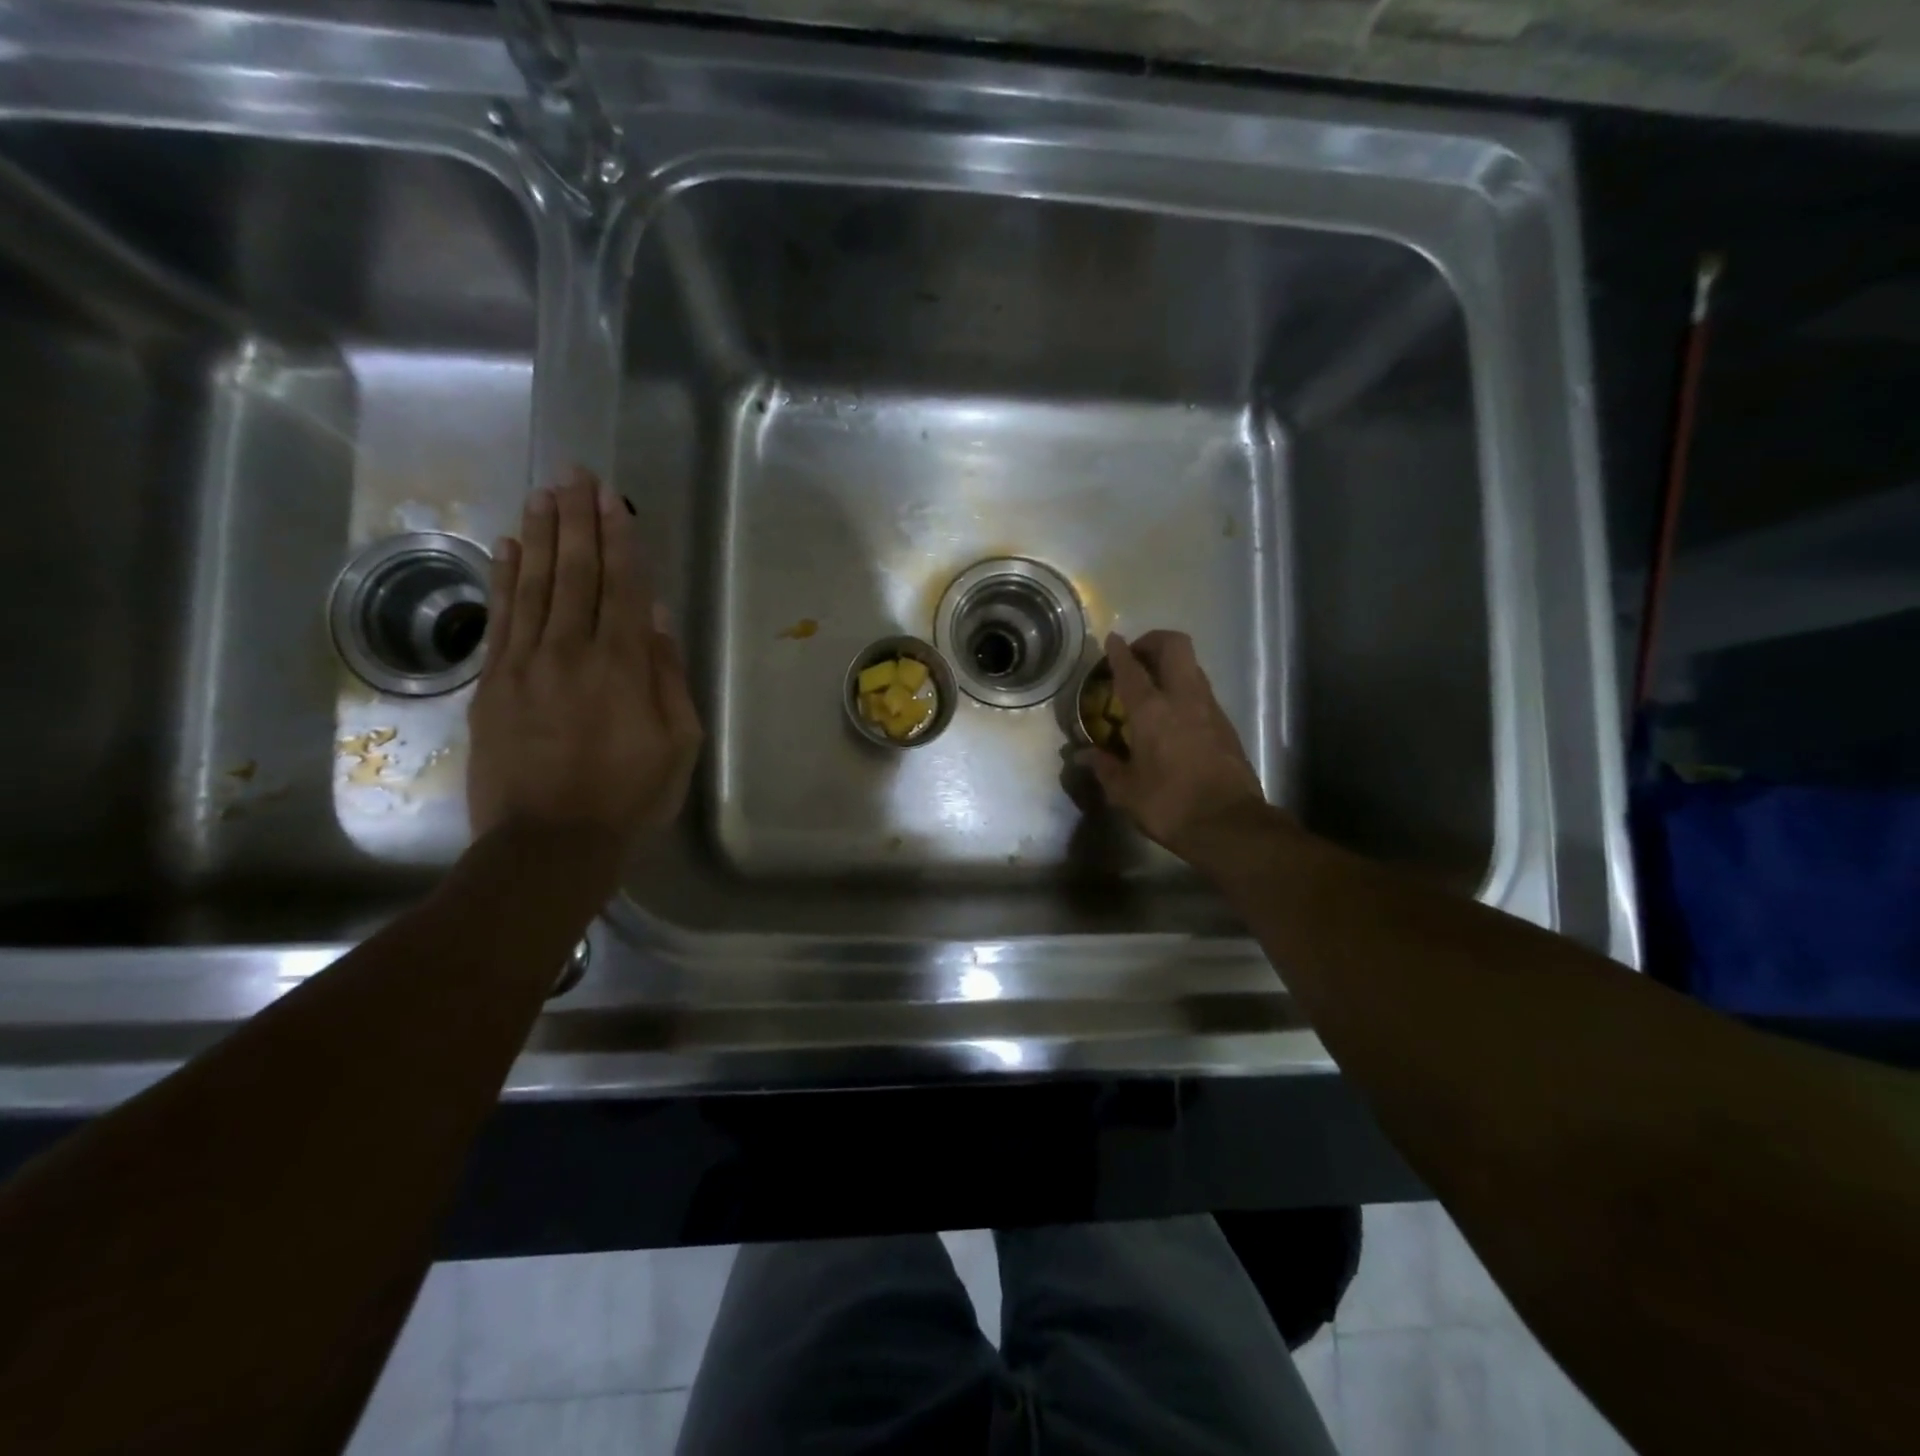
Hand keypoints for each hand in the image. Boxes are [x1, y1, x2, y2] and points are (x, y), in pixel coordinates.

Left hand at [467, 467, 701, 868]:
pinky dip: (505, 578)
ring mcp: (525, 664)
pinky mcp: (492, 684)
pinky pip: (500, 618)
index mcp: (623, 665)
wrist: (549, 844)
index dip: (617, 539)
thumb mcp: (678, 743)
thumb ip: (667, 675)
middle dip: (577, 520)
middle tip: (575, 474)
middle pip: (575, 573)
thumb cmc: (630, 797)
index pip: (621, 586)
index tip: (611, 499)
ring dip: (541, 535)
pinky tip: (509, 547)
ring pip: (534, 585)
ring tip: (544, 493)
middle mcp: (571, 651)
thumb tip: (654, 615)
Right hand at [1078, 631, 1270, 859]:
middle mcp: (1184, 699)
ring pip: (1192, 666)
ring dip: (1171, 665)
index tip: (1111, 640)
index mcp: (1152, 711)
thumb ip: (1105, 767)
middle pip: (1174, 646)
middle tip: (1136, 657)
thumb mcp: (1126, 791)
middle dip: (1153, 642)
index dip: (1118, 651)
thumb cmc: (1169, 805)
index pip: (1131, 669)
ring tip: (1152, 686)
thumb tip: (1084, 754)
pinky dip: (1184, 689)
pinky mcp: (1226, 724)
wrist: (1229, 825)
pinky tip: (1172, 715)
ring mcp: (1210, 708)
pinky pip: (1202, 691)